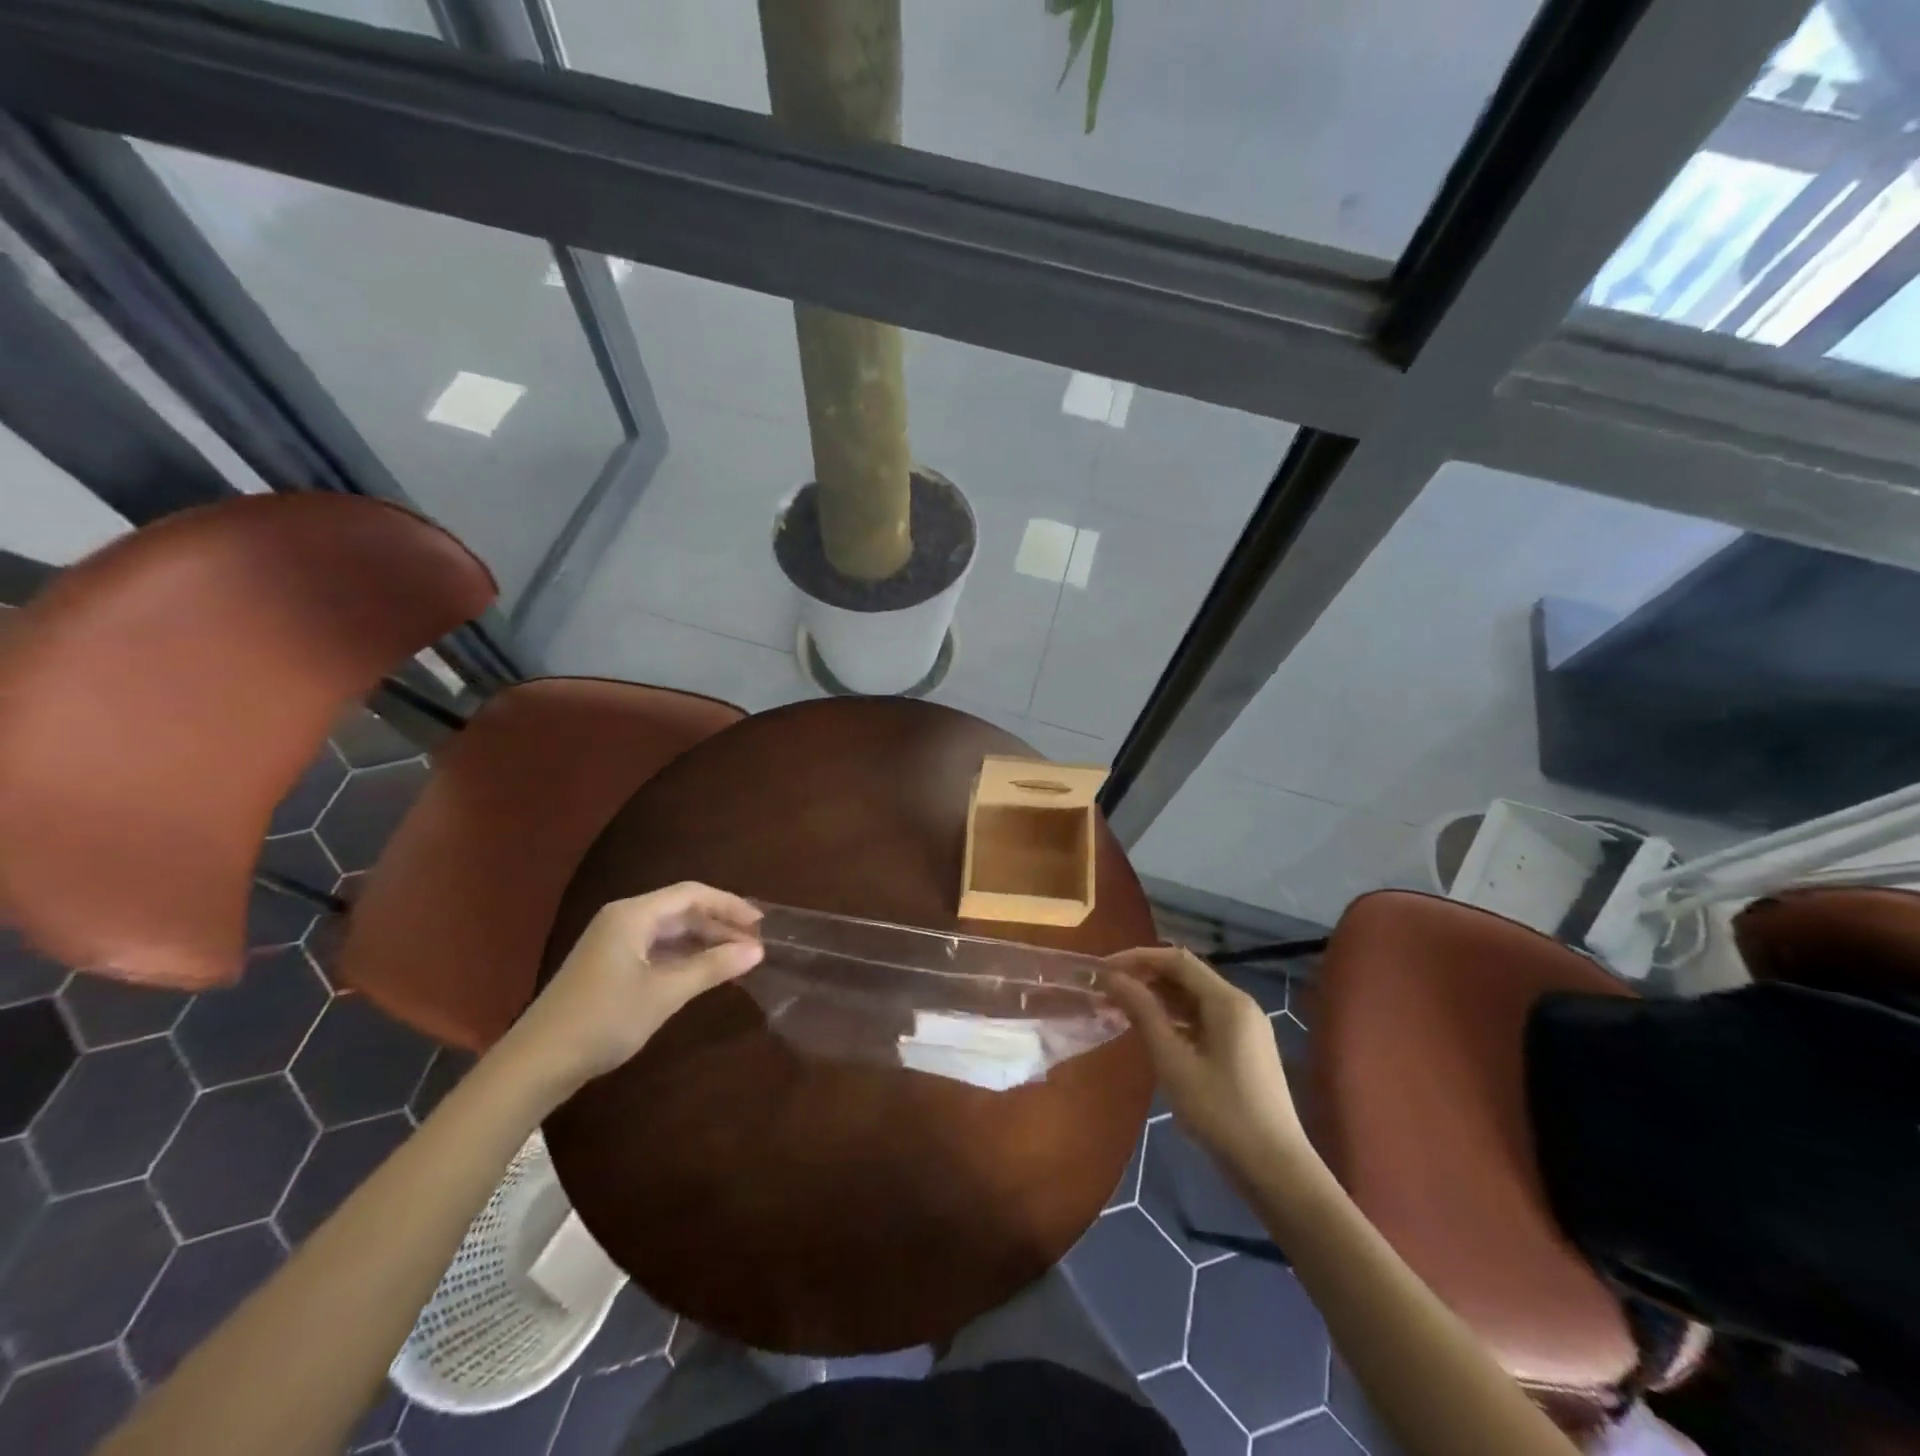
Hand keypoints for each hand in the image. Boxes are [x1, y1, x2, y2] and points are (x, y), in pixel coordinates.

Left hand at [505, 883, 764, 1092]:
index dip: (730, 905)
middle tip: (754, 945)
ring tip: (737, 958)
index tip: (761, 924)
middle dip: (719, 924)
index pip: (692, 894)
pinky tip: (704, 972)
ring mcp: (614, 942)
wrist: (536, 1064)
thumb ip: (712, 968)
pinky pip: (657, 948)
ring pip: (670, 930)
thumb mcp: (664, 994)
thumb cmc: (603, 1020)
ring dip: (704, 941)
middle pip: (681, 909)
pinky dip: (684, 956)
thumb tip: (757, 950)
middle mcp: (623, 919)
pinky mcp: (610, 964)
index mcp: (633, 915)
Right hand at [1104, 947, 1308, 1172]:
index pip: (1176, 960)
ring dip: (1159, 998)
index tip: (1104, 970)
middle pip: (1187, 975)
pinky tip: (1154, 1033)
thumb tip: (1114, 978)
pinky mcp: (1245, 1048)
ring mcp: (1246, 1027)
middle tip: (1109, 991)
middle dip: (1146, 977)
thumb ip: (1143, 1014)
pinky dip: (1176, 1018)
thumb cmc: (1221, 1113)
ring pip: (1195, 998)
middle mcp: (1240, 1004)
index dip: (1137, 958)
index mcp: (1227, 1001)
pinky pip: (1204, 1018)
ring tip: (1122, 1010)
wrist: (1277, 1171)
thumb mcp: (1173, 1063)